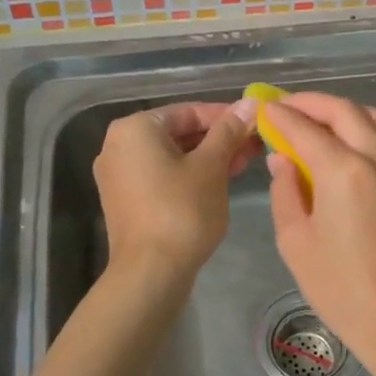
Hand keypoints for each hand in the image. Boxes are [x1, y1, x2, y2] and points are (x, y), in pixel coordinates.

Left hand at [93, 99, 259, 280]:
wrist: (151, 273)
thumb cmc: (182, 211)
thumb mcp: (211, 167)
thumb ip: (229, 131)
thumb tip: (250, 103)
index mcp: (135, 129)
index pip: (189, 111)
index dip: (226, 116)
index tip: (256, 124)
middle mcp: (119, 146)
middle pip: (179, 133)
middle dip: (219, 139)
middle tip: (255, 145)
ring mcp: (120, 176)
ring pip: (173, 156)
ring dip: (209, 158)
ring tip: (245, 163)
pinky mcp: (127, 201)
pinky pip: (163, 176)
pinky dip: (190, 175)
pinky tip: (221, 181)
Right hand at [261, 93, 375, 364]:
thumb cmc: (338, 287)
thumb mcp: (295, 240)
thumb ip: (285, 190)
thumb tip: (282, 159)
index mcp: (344, 171)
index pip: (306, 128)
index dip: (281, 115)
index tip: (262, 108)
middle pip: (344, 111)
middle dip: (311, 103)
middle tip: (284, 108)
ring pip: (371, 118)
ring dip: (340, 111)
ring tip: (313, 122)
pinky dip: (360, 128)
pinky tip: (339, 145)